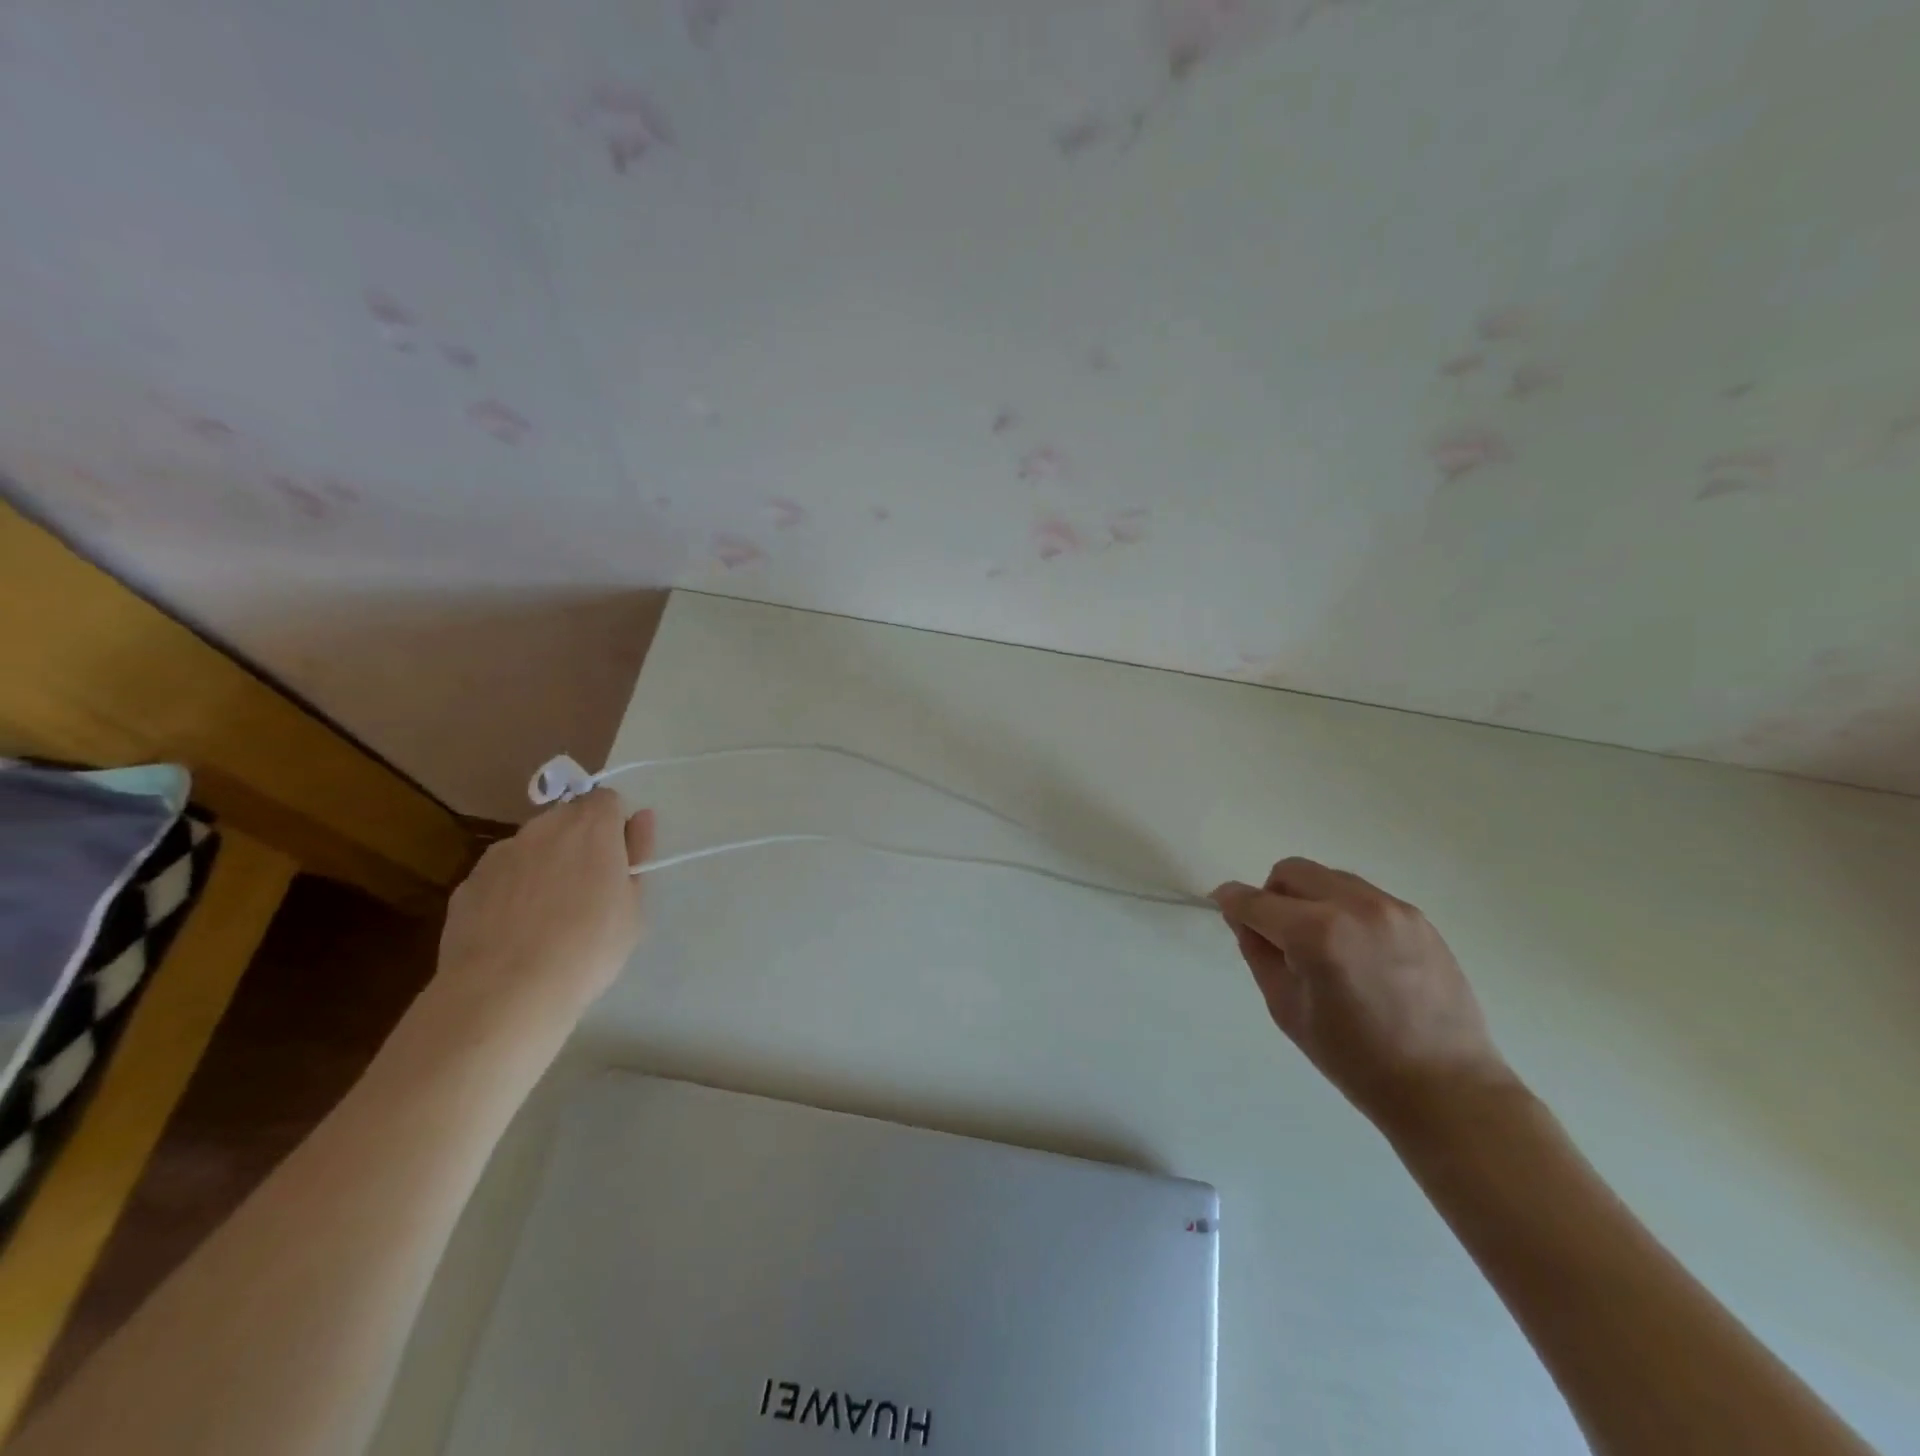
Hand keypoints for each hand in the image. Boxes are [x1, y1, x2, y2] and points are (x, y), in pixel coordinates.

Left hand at [423, 789, 652, 1058]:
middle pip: (567, 817)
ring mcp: (499, 854)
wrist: (505, 994)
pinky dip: (511, 890)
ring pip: (531, 846)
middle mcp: (543, 828)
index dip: (615, 825)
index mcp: (591, 827)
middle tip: (589, 887)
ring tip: (548, 914)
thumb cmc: (588, 948)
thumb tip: (639, 818)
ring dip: (544, 863)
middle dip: (580, 841)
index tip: (618, 859)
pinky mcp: (467, 884)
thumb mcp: (633, 906)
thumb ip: (637, 854)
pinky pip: (500, 876)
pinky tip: (515, 930)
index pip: (606, 799)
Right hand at [1212, 858, 1513, 1132]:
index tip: (1222, 904)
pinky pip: (1363, 896)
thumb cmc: (1355, 1059)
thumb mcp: (1287, 1008)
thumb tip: (1243, 918)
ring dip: (1309, 899)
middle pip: (1292, 872)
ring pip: (1329, 878)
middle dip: (1272, 895)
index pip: (1256, 901)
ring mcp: (1392, 909)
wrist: (1446, 1088)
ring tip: (1321, 945)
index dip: (1231, 901)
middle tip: (1276, 934)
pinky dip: (1344, 910)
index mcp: (1316, 934)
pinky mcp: (1418, 918)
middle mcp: (1354, 907)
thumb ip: (1258, 953)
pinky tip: (1356, 952)